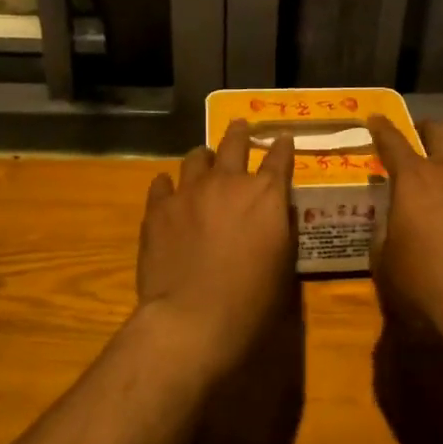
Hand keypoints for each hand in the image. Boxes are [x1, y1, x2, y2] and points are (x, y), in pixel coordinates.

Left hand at [135, 120, 296, 369]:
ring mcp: (190, 191)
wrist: (192, 318)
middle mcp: (229, 182)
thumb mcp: (283, 265)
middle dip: (240, 132)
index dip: (283, 146)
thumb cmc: (250, 300)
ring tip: (204, 158)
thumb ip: (281, 229)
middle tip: (240, 125)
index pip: (280, 158)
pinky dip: (169, 184)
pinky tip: (168, 189)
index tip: (283, 138)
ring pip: (196, 157)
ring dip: (204, 156)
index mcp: (266, 194)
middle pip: (235, 143)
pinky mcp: (159, 207)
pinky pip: (162, 183)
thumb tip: (277, 210)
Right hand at [369, 116, 442, 331]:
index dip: (382, 129)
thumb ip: (385, 236)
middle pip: (441, 131)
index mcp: (414, 179)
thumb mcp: (386, 264)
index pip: (392, 142)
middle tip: (421, 137)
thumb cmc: (423, 280)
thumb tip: (390, 227)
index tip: (376, 118)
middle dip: (428, 129)